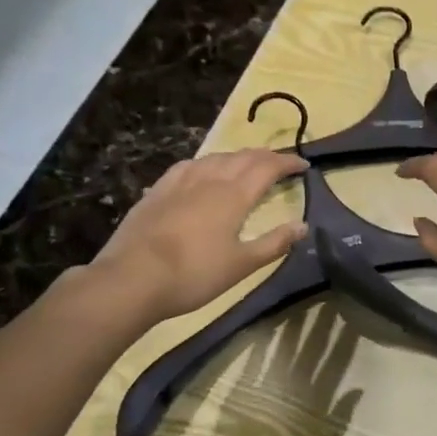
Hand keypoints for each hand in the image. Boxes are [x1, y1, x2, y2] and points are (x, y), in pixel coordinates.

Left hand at [91, 150, 308, 322]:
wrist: (132, 279)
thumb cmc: (194, 274)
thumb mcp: (241, 265)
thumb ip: (274, 243)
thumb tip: (303, 225)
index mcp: (234, 195)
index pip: (267, 167)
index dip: (288, 162)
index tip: (304, 165)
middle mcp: (210, 179)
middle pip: (243, 157)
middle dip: (265, 156)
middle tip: (280, 163)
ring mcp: (180, 182)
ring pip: (215, 157)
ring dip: (237, 156)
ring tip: (246, 164)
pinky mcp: (158, 190)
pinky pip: (189, 165)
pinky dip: (207, 163)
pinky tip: (203, 170)